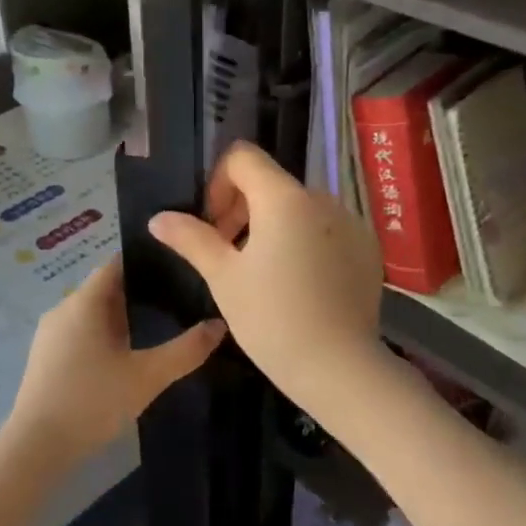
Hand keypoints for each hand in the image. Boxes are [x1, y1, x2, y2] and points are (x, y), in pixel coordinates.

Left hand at [4, 256, 225, 467]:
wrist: (36, 447)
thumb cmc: (92, 401)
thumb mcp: (147, 377)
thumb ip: (186, 350)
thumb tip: (219, 325)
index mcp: (85, 301)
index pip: (117, 264)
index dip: (147, 262)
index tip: (178, 267)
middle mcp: (63, 308)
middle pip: (106, 288)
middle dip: (140, 292)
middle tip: (178, 301)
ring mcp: (50, 334)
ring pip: (92, 313)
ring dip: (122, 317)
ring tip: (159, 327)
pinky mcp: (45, 358)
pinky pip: (80, 332)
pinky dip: (104, 335)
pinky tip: (125, 356)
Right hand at [148, 142, 385, 410]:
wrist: (340, 368)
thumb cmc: (272, 319)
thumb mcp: (223, 277)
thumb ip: (191, 238)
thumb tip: (158, 218)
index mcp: (284, 198)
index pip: (243, 157)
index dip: (218, 183)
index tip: (213, 224)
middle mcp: (322, 198)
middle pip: (271, 183)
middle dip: (242, 209)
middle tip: (229, 254)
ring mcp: (351, 222)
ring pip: (299, 208)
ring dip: (273, 227)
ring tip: (263, 274)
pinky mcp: (367, 248)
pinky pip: (326, 229)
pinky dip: (305, 242)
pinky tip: (299, 285)